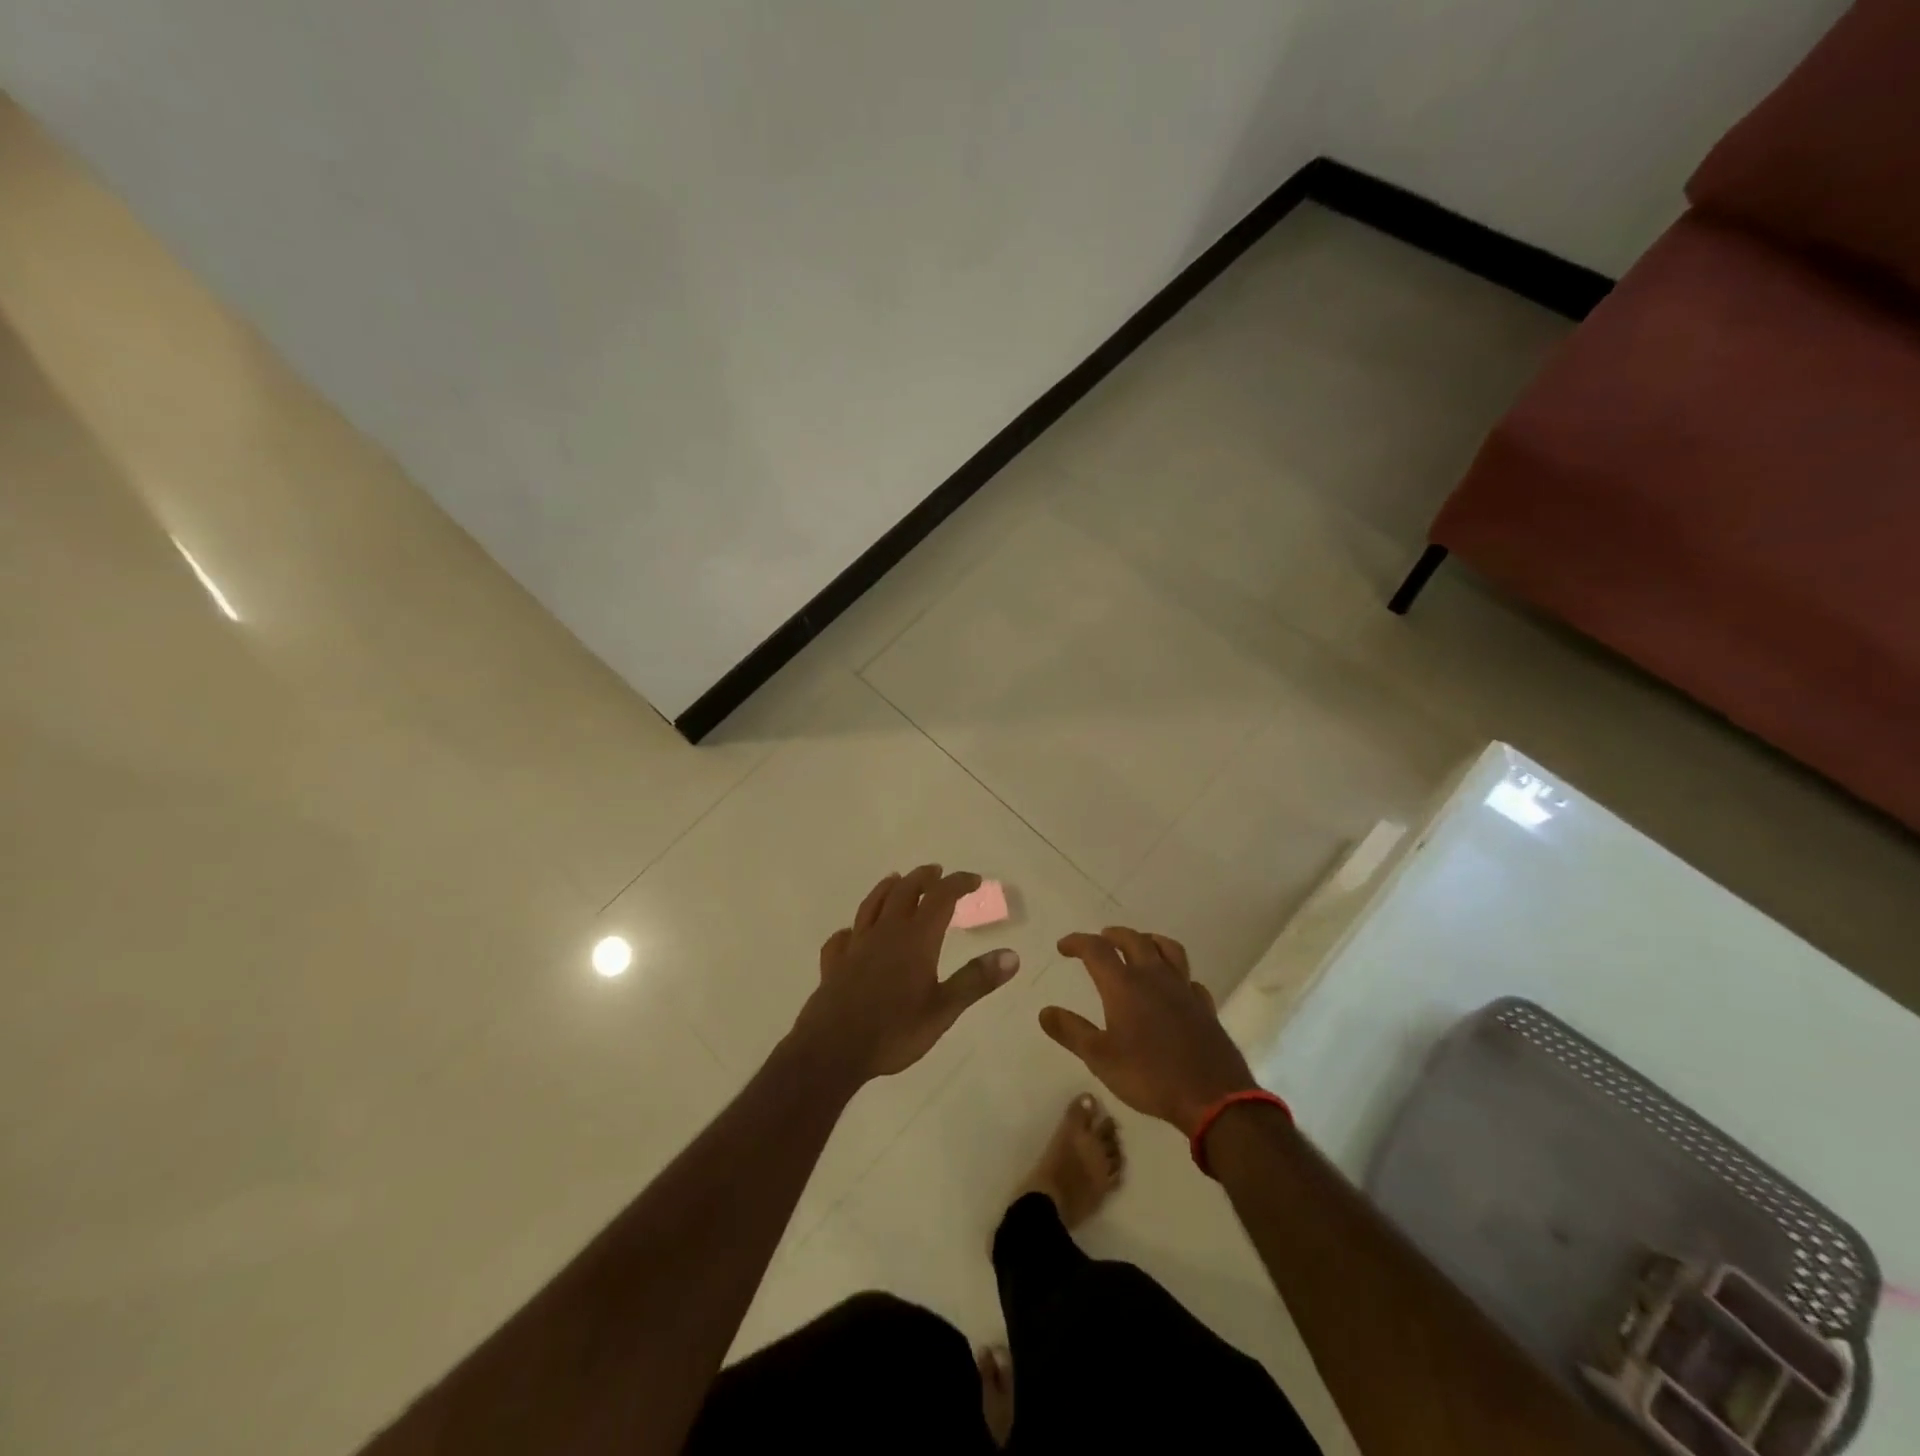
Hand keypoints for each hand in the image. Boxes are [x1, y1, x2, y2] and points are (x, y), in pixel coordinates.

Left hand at [793, 865, 1019, 1082]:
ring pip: (871, 905)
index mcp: (916, 938)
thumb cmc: (894, 1030)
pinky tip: (851, 933)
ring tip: (896, 880)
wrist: (832, 1050)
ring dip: (887, 888)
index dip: (958, 884)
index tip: (974, 880)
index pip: (940, 898)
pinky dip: (852, 929)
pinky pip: (842, 937)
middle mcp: (885, 932)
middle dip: (923, 878)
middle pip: (904, 892)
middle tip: (936, 872)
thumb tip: (1012, 955)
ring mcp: (856, 946)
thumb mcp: (944, 1009)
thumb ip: (976, 980)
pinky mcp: (834, 964)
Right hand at [1041, 928, 1257, 1135]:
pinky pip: (1188, 978)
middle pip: (1134, 940)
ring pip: (1167, 949)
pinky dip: (1176, 974)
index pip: (1096, 949)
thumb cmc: (1149, 1076)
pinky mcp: (1204, 1006)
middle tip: (1101, 939)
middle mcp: (1154, 977)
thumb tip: (1044, 1011)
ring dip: (1148, 941)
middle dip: (1113, 935)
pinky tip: (1173, 986)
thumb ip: (1071, 1031)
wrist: (1213, 1097)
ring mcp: (1183, 989)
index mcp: (1124, 985)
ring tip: (1139, 946)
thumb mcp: (1100, 1058)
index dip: (1077, 942)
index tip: (1063, 947)